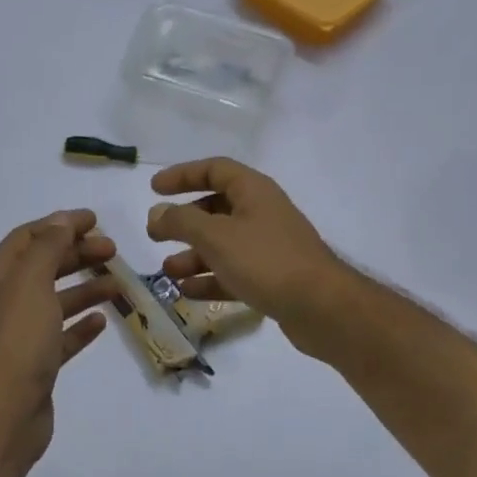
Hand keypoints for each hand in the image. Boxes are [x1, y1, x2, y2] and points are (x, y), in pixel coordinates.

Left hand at [0, 210, 114, 470]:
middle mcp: (6, 302)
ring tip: (118, 284)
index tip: (96, 221)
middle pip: (44, 266)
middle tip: (113, 250)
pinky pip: (62, 336)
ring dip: (86, 288)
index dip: (60, 224)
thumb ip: (48, 247)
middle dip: (77, 254)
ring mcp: (21, 335)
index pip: (29, 238)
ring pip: (56, 301)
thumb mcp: (32, 283)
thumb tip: (62, 219)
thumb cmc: (17, 341)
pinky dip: (81, 326)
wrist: (3, 415)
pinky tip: (102, 321)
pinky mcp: (36, 364)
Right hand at [145, 160, 349, 350]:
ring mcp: (269, 247)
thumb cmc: (266, 261)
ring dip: (193, 255)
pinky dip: (210, 279)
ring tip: (167, 271)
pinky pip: (234, 272)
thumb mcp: (217, 237)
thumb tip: (156, 212)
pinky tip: (187, 292)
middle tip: (154, 235)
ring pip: (223, 244)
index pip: (214, 169)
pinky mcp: (273, 279)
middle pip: (216, 208)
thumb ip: (182, 222)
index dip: (182, 175)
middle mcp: (262, 213)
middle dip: (184, 222)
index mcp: (254, 191)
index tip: (154, 188)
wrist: (322, 307)